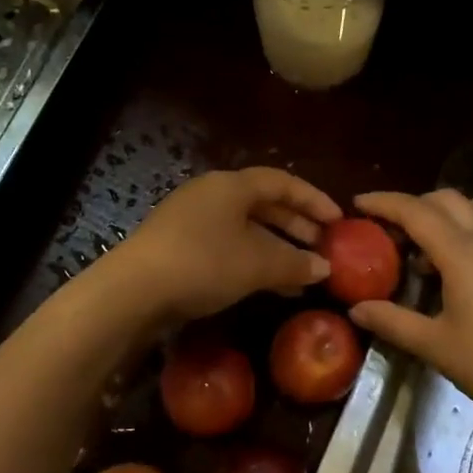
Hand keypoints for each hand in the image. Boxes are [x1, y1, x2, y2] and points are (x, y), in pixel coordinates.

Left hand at [104, 167, 340, 323]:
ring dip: (277, 248)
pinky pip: (228, 246)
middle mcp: (212, 194)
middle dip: (296, 226)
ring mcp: (192, 220)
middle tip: (323, 247)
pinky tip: (270, 286)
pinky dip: (253, 261)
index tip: (338, 221)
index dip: (313, 200)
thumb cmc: (204, 263)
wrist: (134, 290)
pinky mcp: (179, 246)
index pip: (282, 183)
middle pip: (263, 204)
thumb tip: (325, 267)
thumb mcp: (257, 264)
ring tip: (303, 274)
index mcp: (232, 185)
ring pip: (246, 228)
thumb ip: (295, 263)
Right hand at [348, 190, 472, 429]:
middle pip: (445, 199)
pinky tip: (455, 267)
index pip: (416, 211)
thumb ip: (393, 321)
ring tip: (422, 247)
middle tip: (386, 231)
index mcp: (461, 253)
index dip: (383, 202)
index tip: (356, 204)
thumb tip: (357, 308)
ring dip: (442, 213)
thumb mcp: (435, 346)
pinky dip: (465, 228)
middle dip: (412, 205)